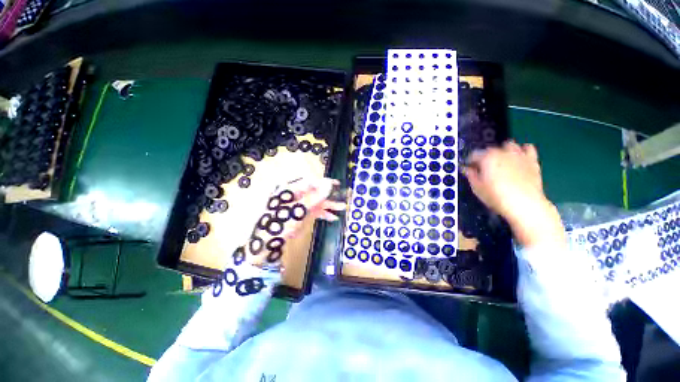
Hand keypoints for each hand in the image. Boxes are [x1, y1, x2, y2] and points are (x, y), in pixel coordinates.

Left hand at [246, 177, 345, 268]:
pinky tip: (332, 217)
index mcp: (290, 189)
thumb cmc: (279, 223)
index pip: (310, 182)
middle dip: (329, 196)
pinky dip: (322, 213)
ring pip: (316, 202)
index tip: (336, 184)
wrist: (267, 244)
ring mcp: (298, 205)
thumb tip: (328, 184)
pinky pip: (313, 211)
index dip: (324, 182)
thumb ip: (314, 197)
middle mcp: (295, 195)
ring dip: (328, 205)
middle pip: (314, 192)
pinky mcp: (300, 214)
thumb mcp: (297, 210)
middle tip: (342, 196)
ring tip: (342, 207)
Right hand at [464, 141, 564, 247]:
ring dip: (503, 151)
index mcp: (486, 158)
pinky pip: (528, 148)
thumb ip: (470, 175)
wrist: (525, 204)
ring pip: (509, 145)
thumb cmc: (497, 197)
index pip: (473, 154)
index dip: (469, 161)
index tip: (469, 168)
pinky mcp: (532, 160)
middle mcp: (502, 152)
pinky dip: (522, 150)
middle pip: (490, 149)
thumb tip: (466, 169)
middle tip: (484, 168)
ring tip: (501, 161)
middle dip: (485, 156)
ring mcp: (519, 154)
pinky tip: (519, 158)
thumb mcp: (477, 188)